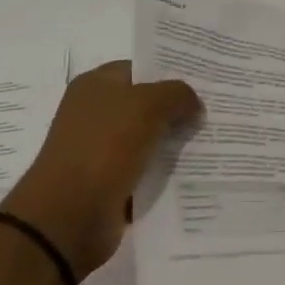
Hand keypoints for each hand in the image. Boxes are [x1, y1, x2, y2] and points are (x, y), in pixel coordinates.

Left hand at [0, 62, 200, 277]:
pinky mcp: (109, 183)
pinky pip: (145, 170)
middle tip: (216, 111)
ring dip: (174, 143)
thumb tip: (194, 105)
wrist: (68, 216)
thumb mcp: (148, 105)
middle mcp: (95, 113)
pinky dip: (165, 172)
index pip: (140, 68)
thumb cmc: (104, 146)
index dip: (171, 72)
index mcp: (95, 85)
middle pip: (146, 104)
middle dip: (178, 109)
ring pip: (149, 139)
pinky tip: (195, 170)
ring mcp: (101, 149)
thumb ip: (177, 95)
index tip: (206, 81)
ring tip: (213, 140)